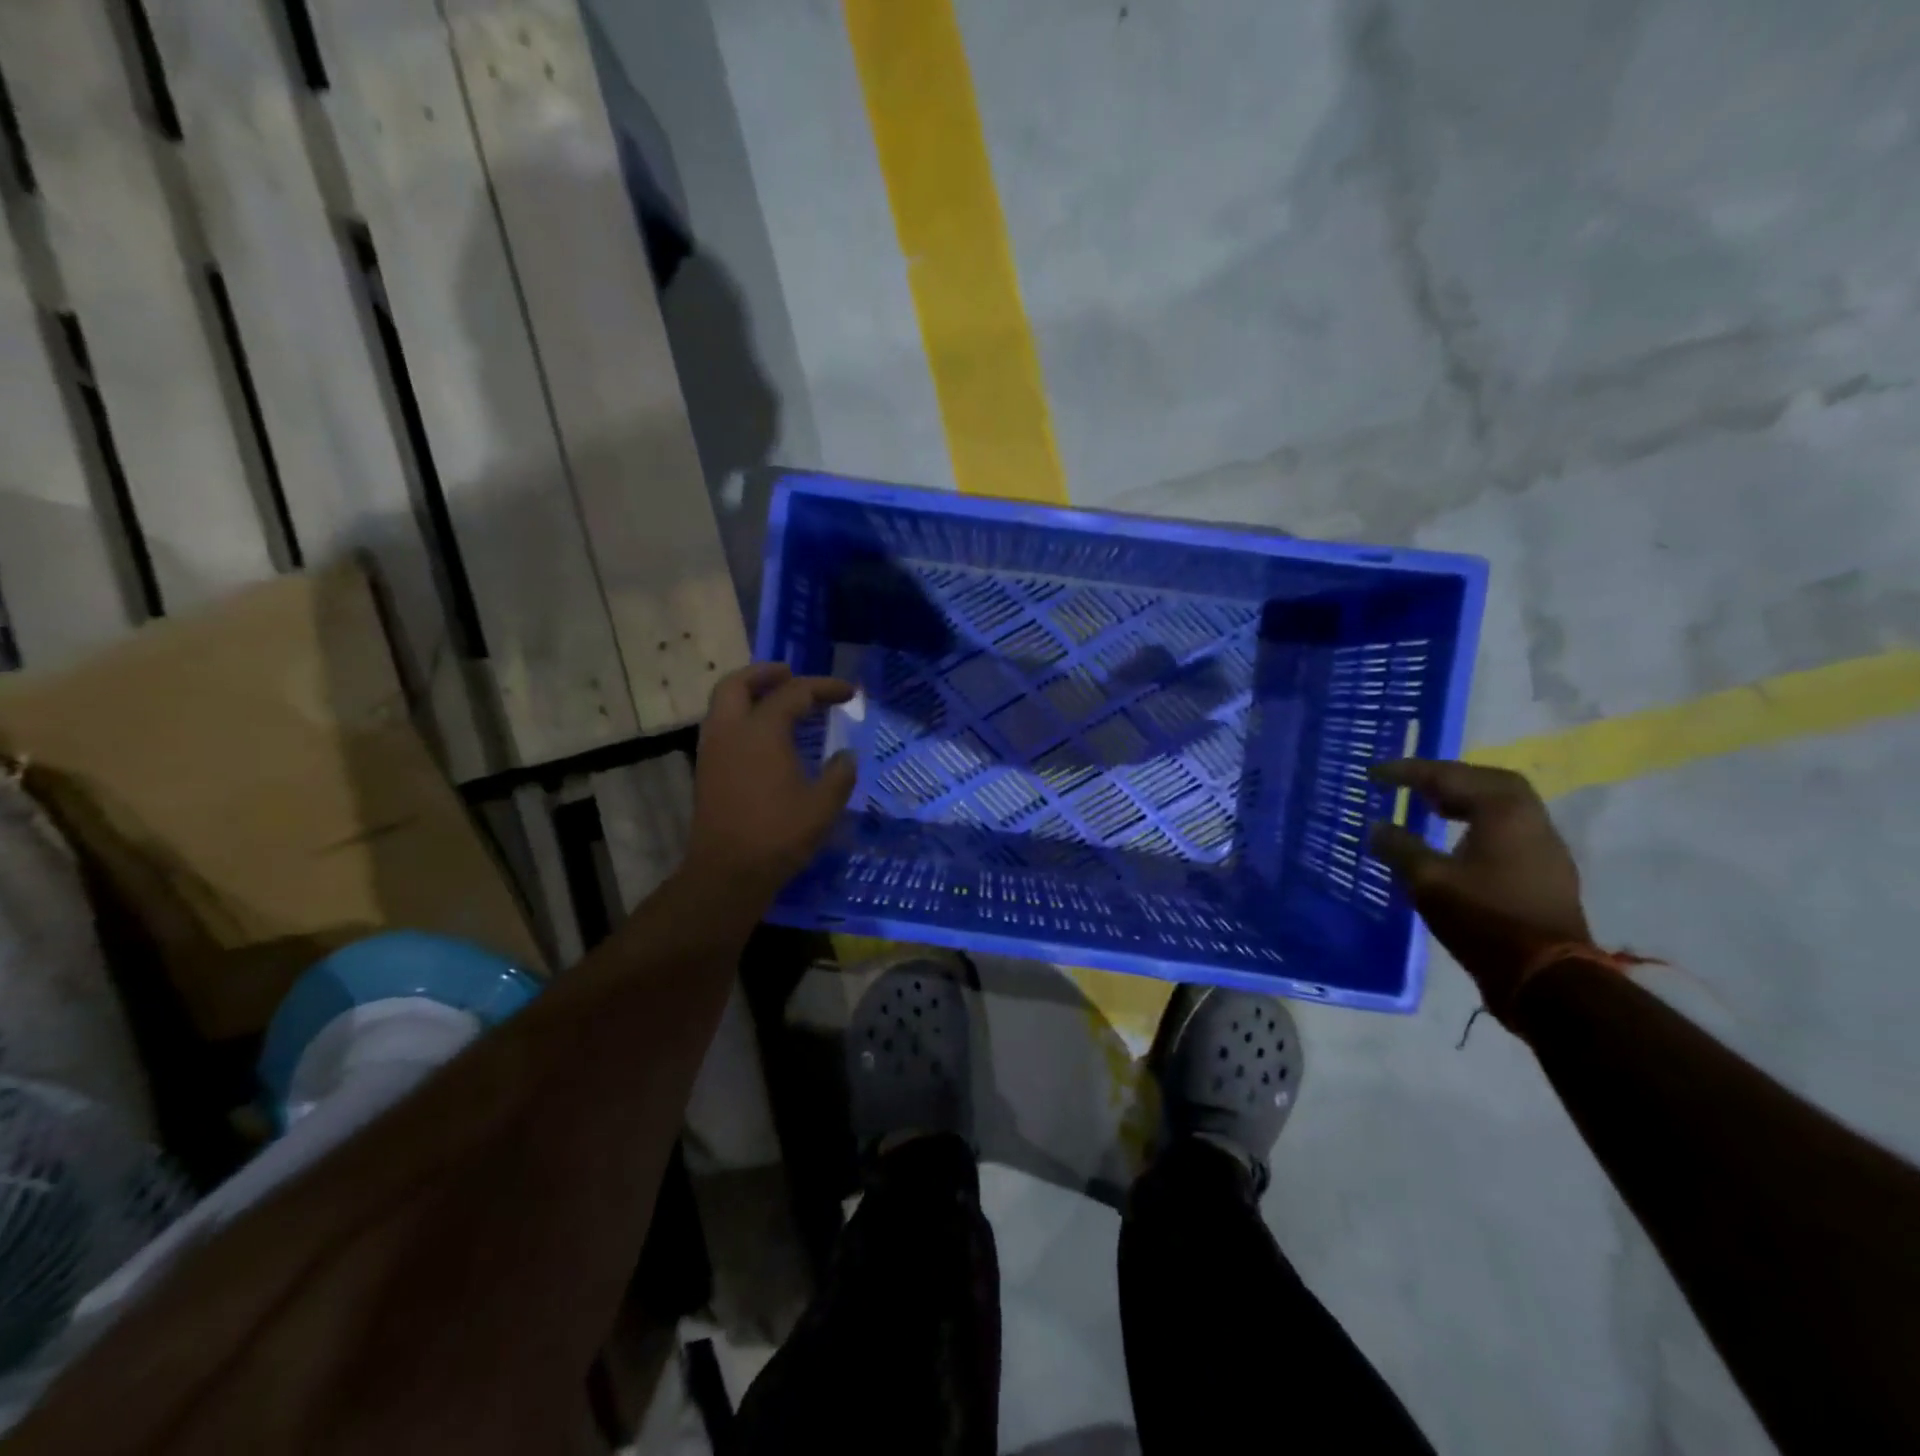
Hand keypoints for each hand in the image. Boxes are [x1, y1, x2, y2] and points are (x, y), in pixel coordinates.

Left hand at [685, 663, 857, 902]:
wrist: (727, 873)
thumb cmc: (778, 835)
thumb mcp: (822, 806)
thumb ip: (839, 775)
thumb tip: (846, 756)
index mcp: (761, 731)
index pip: (794, 693)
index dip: (824, 688)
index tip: (850, 693)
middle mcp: (730, 731)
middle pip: (738, 683)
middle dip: (765, 673)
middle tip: (791, 674)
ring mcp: (712, 750)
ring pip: (722, 703)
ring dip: (749, 693)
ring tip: (777, 701)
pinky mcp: (706, 771)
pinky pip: (721, 726)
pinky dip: (741, 716)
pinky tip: (763, 736)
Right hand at [1368, 760, 1590, 1003]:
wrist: (1547, 978)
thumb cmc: (1484, 919)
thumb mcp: (1428, 882)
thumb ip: (1399, 848)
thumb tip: (1376, 827)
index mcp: (1504, 812)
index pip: (1450, 777)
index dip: (1409, 772)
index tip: (1375, 772)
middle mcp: (1531, 820)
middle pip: (1488, 781)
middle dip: (1447, 777)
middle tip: (1412, 784)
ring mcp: (1545, 848)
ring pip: (1503, 806)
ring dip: (1465, 799)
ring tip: (1430, 808)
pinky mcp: (1546, 873)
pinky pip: (1509, 830)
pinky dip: (1479, 822)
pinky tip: (1456, 841)